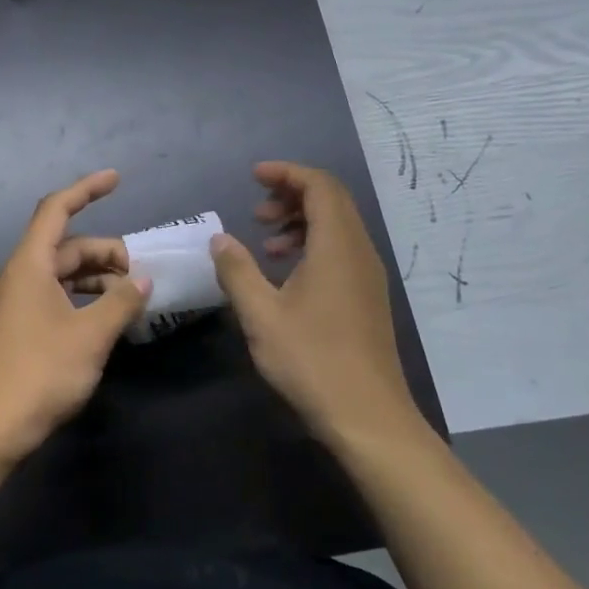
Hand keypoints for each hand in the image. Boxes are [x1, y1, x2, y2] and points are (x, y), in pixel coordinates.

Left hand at [0, 170, 150, 460]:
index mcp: (31, 265)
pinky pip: (58, 297)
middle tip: (143, 275)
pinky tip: (109, 319)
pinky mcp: (21, 328)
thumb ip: (121, 301)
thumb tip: (142, 280)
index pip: (57, 210)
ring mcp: (18, 303)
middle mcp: (21, 276)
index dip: (86, 189)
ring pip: (64, 274)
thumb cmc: (41, 372)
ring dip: (98, 279)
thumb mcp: (91, 335)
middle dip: (106, 252)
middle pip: (67, 246)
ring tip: (132, 298)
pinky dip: (85, 299)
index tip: (117, 179)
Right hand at [210, 161, 413, 439]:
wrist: (367, 416)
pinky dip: (314, 246)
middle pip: (332, 201)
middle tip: (257, 210)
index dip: (287, 173)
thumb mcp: (261, 315)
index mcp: (337, 246)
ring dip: (302, 222)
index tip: (254, 176)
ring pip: (338, 227)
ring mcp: (368, 276)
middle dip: (293, 194)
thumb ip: (237, 270)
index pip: (319, 186)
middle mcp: (359, 252)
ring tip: (267, 242)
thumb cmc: (311, 360)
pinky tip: (287, 274)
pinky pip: (342, 251)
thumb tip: (220, 239)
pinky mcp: (368, 298)